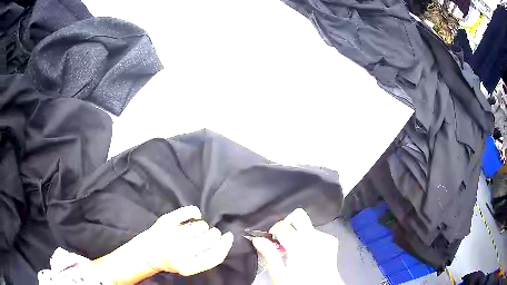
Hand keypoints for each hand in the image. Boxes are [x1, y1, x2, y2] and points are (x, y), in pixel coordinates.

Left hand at [138, 206, 233, 275]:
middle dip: (213, 235)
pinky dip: (195, 211)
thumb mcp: (191, 267)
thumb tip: (226, 239)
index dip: (225, 245)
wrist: (148, 253)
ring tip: (193, 231)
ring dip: (202, 227)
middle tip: (207, 235)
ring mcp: (172, 236)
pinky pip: (189, 211)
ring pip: (202, 226)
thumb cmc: (173, 260)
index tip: (229, 236)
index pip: (215, 256)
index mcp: (188, 266)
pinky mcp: (166, 222)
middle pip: (211, 238)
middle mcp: (180, 252)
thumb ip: (208, 258)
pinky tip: (195, 215)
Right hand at [252, 208, 342, 284]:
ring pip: (307, 224)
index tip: (269, 238)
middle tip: (281, 238)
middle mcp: (315, 239)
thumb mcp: (279, 275)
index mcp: (300, 246)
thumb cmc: (299, 284)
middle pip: (299, 216)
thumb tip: (258, 239)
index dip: (273, 229)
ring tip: (293, 248)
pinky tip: (306, 250)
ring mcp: (325, 239)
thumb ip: (269, 255)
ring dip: (297, 232)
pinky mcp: (331, 243)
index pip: (283, 226)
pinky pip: (317, 232)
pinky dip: (308, 237)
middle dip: (287, 223)